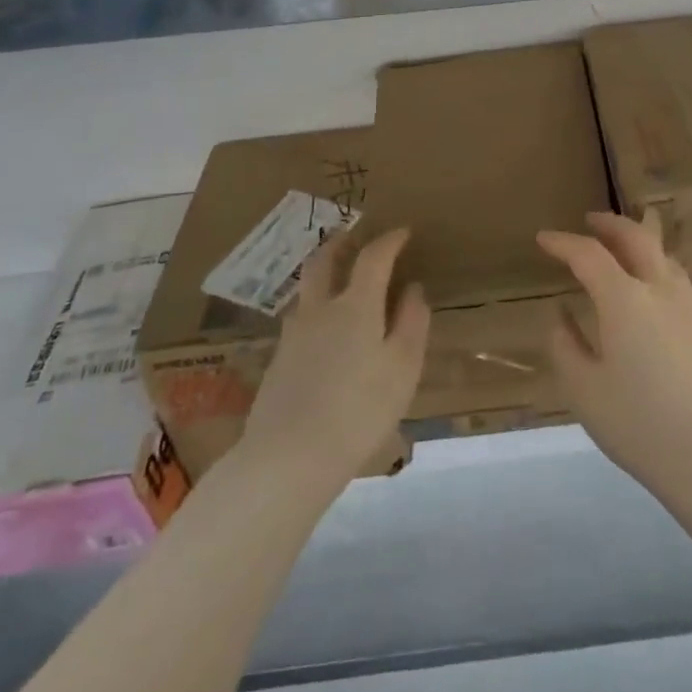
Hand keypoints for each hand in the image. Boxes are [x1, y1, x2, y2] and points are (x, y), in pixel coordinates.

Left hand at [240, 228, 429, 487]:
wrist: (287, 459)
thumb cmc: (359, 410)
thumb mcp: (402, 368)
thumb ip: (411, 323)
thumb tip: (414, 289)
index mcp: (356, 305)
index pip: (373, 257)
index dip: (389, 240)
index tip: (402, 232)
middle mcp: (320, 310)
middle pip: (323, 262)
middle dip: (339, 244)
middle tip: (351, 236)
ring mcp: (293, 335)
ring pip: (307, 292)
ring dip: (322, 276)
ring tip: (336, 283)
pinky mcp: (277, 363)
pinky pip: (299, 322)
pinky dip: (314, 312)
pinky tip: (322, 334)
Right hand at [538, 213, 691, 506]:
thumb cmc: (640, 425)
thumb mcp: (585, 391)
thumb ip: (566, 346)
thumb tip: (560, 315)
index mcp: (625, 300)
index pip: (589, 254)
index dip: (563, 243)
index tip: (543, 239)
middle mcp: (660, 290)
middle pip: (636, 236)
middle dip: (609, 224)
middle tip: (589, 220)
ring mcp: (689, 306)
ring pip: (662, 254)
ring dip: (638, 240)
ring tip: (621, 246)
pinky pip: (676, 278)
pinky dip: (655, 266)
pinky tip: (649, 288)